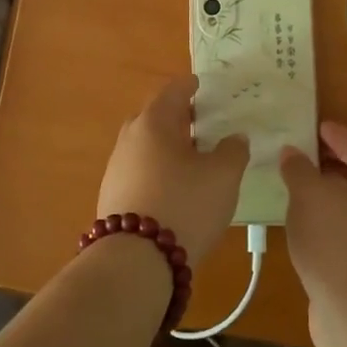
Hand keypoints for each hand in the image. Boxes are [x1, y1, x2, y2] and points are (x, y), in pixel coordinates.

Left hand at [96, 76, 246, 266]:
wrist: (134, 261)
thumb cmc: (184, 205)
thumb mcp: (223, 176)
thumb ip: (233, 151)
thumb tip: (234, 138)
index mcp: (155, 121)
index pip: (174, 91)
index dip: (190, 85)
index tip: (201, 84)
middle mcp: (130, 137)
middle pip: (156, 116)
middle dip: (178, 116)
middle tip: (202, 123)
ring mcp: (117, 167)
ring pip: (146, 145)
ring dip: (167, 146)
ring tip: (192, 158)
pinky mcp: (112, 196)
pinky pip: (140, 170)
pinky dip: (158, 170)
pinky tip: (174, 188)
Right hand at [281, 122, 346, 324]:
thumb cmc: (340, 244)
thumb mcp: (310, 196)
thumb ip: (299, 169)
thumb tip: (292, 153)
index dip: (338, 135)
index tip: (316, 126)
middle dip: (332, 167)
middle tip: (303, 155)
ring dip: (329, 200)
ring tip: (298, 190)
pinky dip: (330, 227)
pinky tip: (307, 230)